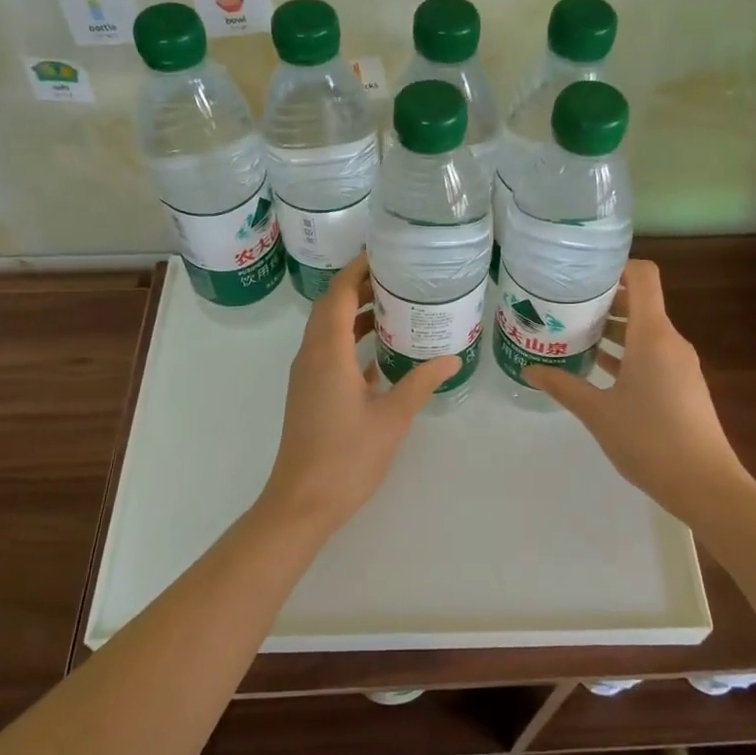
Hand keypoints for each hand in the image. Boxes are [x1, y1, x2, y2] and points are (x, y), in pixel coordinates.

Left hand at [258, 254, 457, 531]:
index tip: (384, 252)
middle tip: (397, 276)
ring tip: (394, 305)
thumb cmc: (348, 457)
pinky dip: (350, 341)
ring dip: (354, 313)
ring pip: (328, 330)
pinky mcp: (310, 392)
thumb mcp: (392, 417)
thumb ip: (421, 382)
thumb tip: (452, 357)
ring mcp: (307, 375)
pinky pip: (329, 352)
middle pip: (329, 306)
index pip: (337, 294)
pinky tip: (380, 350)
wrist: (303, 501)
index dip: (357, 269)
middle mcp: (311, 356)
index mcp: (327, 353)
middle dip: (359, 286)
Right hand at [527, 259, 748, 521]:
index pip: (643, 276)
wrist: (704, 484)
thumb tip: (529, 369)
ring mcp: (680, 363)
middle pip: (639, 301)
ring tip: (572, 333)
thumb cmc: (649, 440)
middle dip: (602, 299)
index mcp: (652, 335)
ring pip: (644, 330)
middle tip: (563, 304)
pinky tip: (597, 367)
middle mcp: (670, 341)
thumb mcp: (597, 412)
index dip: (615, 265)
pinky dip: (625, 352)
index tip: (581, 271)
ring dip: (612, 328)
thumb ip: (563, 385)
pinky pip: (651, 353)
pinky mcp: (682, 384)